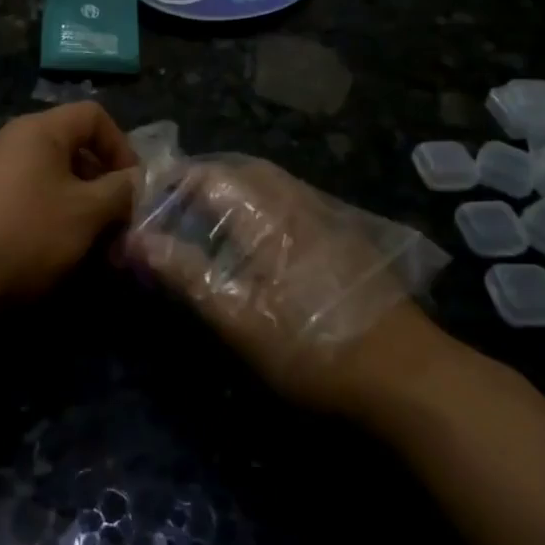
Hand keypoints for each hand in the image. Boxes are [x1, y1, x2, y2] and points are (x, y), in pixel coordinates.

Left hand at [0, 102, 139, 302]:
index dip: (121, 145)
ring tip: (93, 242)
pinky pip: (30, 198)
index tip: (132, 185)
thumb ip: (120, 190)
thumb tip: (136, 181)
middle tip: (117, 220)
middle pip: (73, 147)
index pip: (94, 115)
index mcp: (40, 130)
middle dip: (102, 182)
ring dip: (80, 205)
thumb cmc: (27, 232)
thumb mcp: (87, 212)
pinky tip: (58, 251)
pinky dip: (52, 217)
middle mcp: (14, 141)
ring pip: (53, 178)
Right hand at [126, 158, 448, 415]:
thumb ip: (186, 273)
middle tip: (174, 205)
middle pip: (244, 170)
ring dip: (235, 189)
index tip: (146, 197)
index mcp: (268, 215)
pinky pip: (294, 202)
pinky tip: (260, 242)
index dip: (174, 180)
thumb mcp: (238, 318)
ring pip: (273, 184)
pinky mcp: (347, 238)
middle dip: (204, 178)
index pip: (210, 175)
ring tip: (209, 220)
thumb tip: (137, 239)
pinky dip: (262, 205)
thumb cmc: (313, 346)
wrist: (408, 374)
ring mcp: (329, 218)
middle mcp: (299, 203)